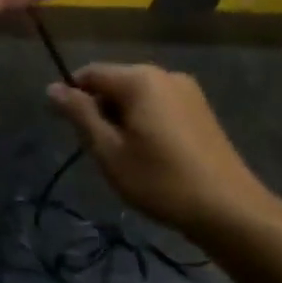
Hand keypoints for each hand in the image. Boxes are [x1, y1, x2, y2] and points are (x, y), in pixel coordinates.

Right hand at [47, 64, 281, 236]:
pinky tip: (153, 156)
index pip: (90, 73)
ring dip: (123, 119)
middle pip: (115, 82)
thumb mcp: (109, 151)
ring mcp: (187, 90)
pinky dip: (145, 122)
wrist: (229, 209)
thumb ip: (80, 115)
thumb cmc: (160, 180)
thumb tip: (52, 87)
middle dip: (100, 110)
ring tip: (127, 158)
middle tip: (101, 152)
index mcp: (139, 79)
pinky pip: (159, 105)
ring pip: (138, 96)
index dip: (72, 97)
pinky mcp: (201, 109)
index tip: (68, 130)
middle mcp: (164, 74)